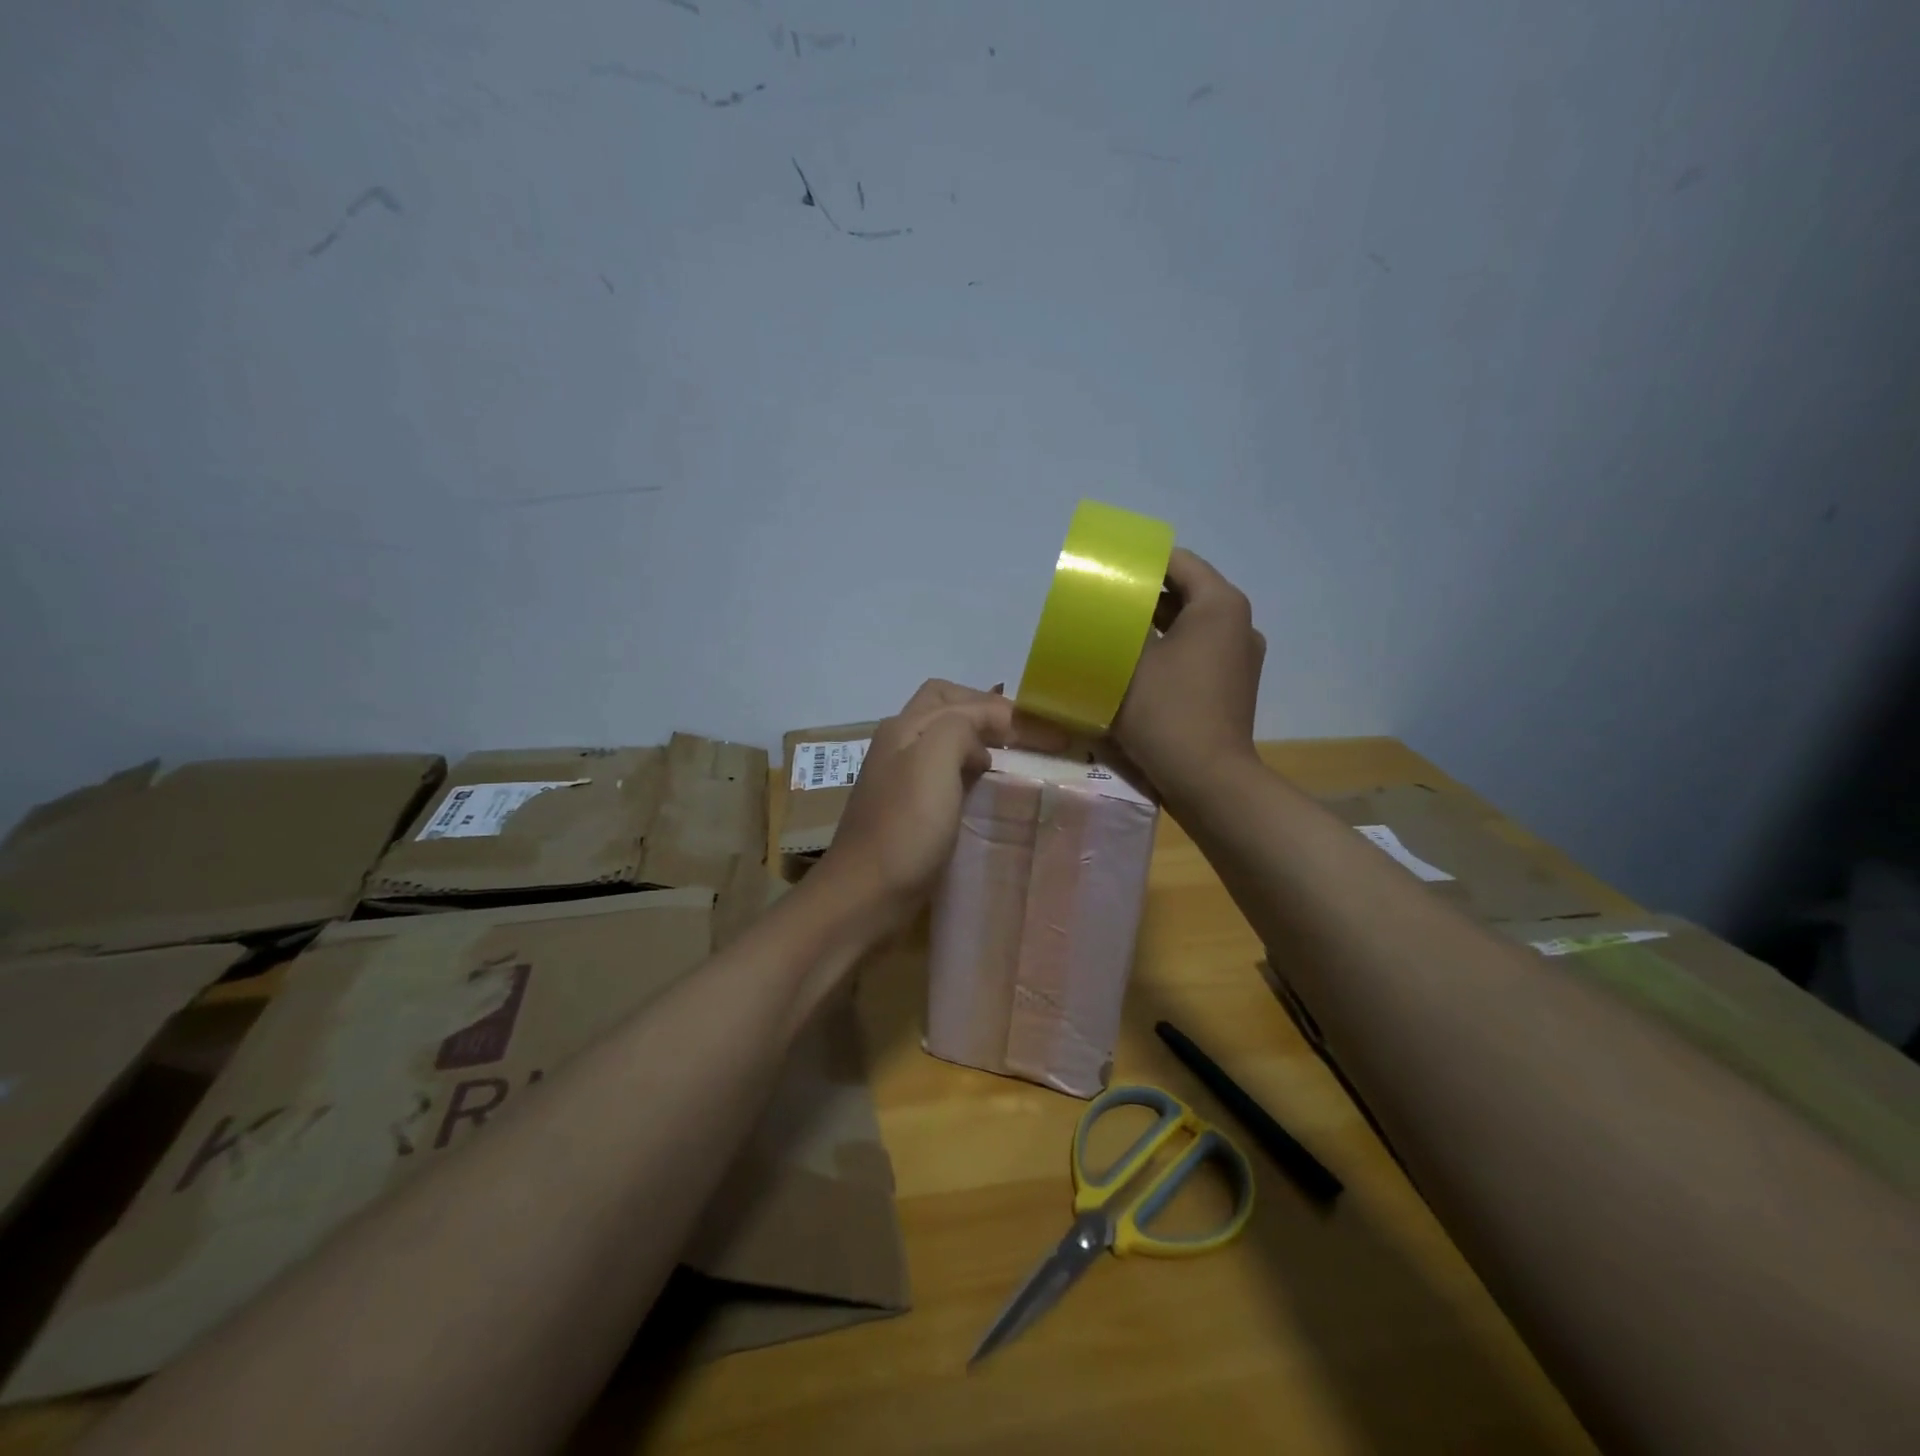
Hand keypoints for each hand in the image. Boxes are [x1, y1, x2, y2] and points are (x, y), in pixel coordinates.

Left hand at [813, 680, 1062, 928]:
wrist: (864, 897)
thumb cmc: (904, 829)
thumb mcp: (932, 762)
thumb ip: (959, 729)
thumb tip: (979, 742)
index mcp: (905, 727)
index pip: (964, 701)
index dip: (1009, 712)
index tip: (1051, 736)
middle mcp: (898, 744)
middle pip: (946, 708)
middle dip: (986, 711)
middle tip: (1024, 735)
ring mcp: (899, 778)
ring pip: (944, 740)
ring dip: (978, 740)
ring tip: (1013, 760)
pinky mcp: (906, 810)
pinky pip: (944, 774)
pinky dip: (969, 770)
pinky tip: (986, 790)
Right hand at [1111, 548, 1264, 798]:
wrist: (1208, 781)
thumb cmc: (1168, 712)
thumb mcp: (1131, 662)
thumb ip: (1119, 624)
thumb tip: (1105, 606)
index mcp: (1219, 606)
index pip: (1180, 562)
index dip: (1142, 561)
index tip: (1107, 568)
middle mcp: (1237, 625)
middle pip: (1186, 593)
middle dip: (1145, 594)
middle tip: (1103, 599)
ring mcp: (1238, 658)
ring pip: (1190, 626)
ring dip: (1155, 624)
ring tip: (1114, 629)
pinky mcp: (1231, 687)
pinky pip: (1196, 653)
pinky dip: (1169, 650)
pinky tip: (1136, 664)